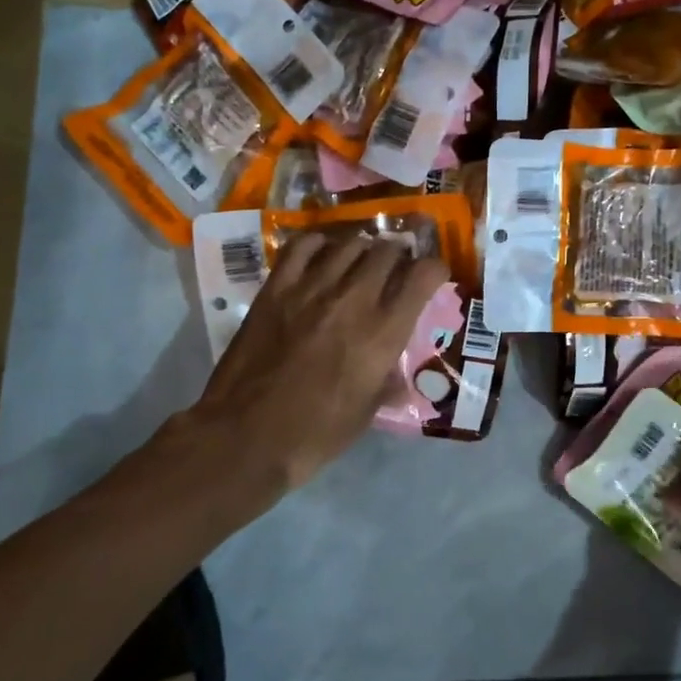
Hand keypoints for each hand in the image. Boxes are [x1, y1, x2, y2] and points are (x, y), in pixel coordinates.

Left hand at [187, 232, 449, 490]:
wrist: (246, 436)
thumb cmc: (315, 433)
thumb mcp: (365, 413)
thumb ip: (386, 385)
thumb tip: (398, 380)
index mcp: (383, 332)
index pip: (423, 276)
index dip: (435, 269)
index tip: (433, 277)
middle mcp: (354, 300)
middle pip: (387, 251)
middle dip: (398, 255)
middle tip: (396, 267)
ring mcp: (311, 289)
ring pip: (349, 244)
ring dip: (363, 249)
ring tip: (361, 260)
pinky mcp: (276, 289)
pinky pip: (302, 247)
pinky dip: (319, 244)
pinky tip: (322, 255)